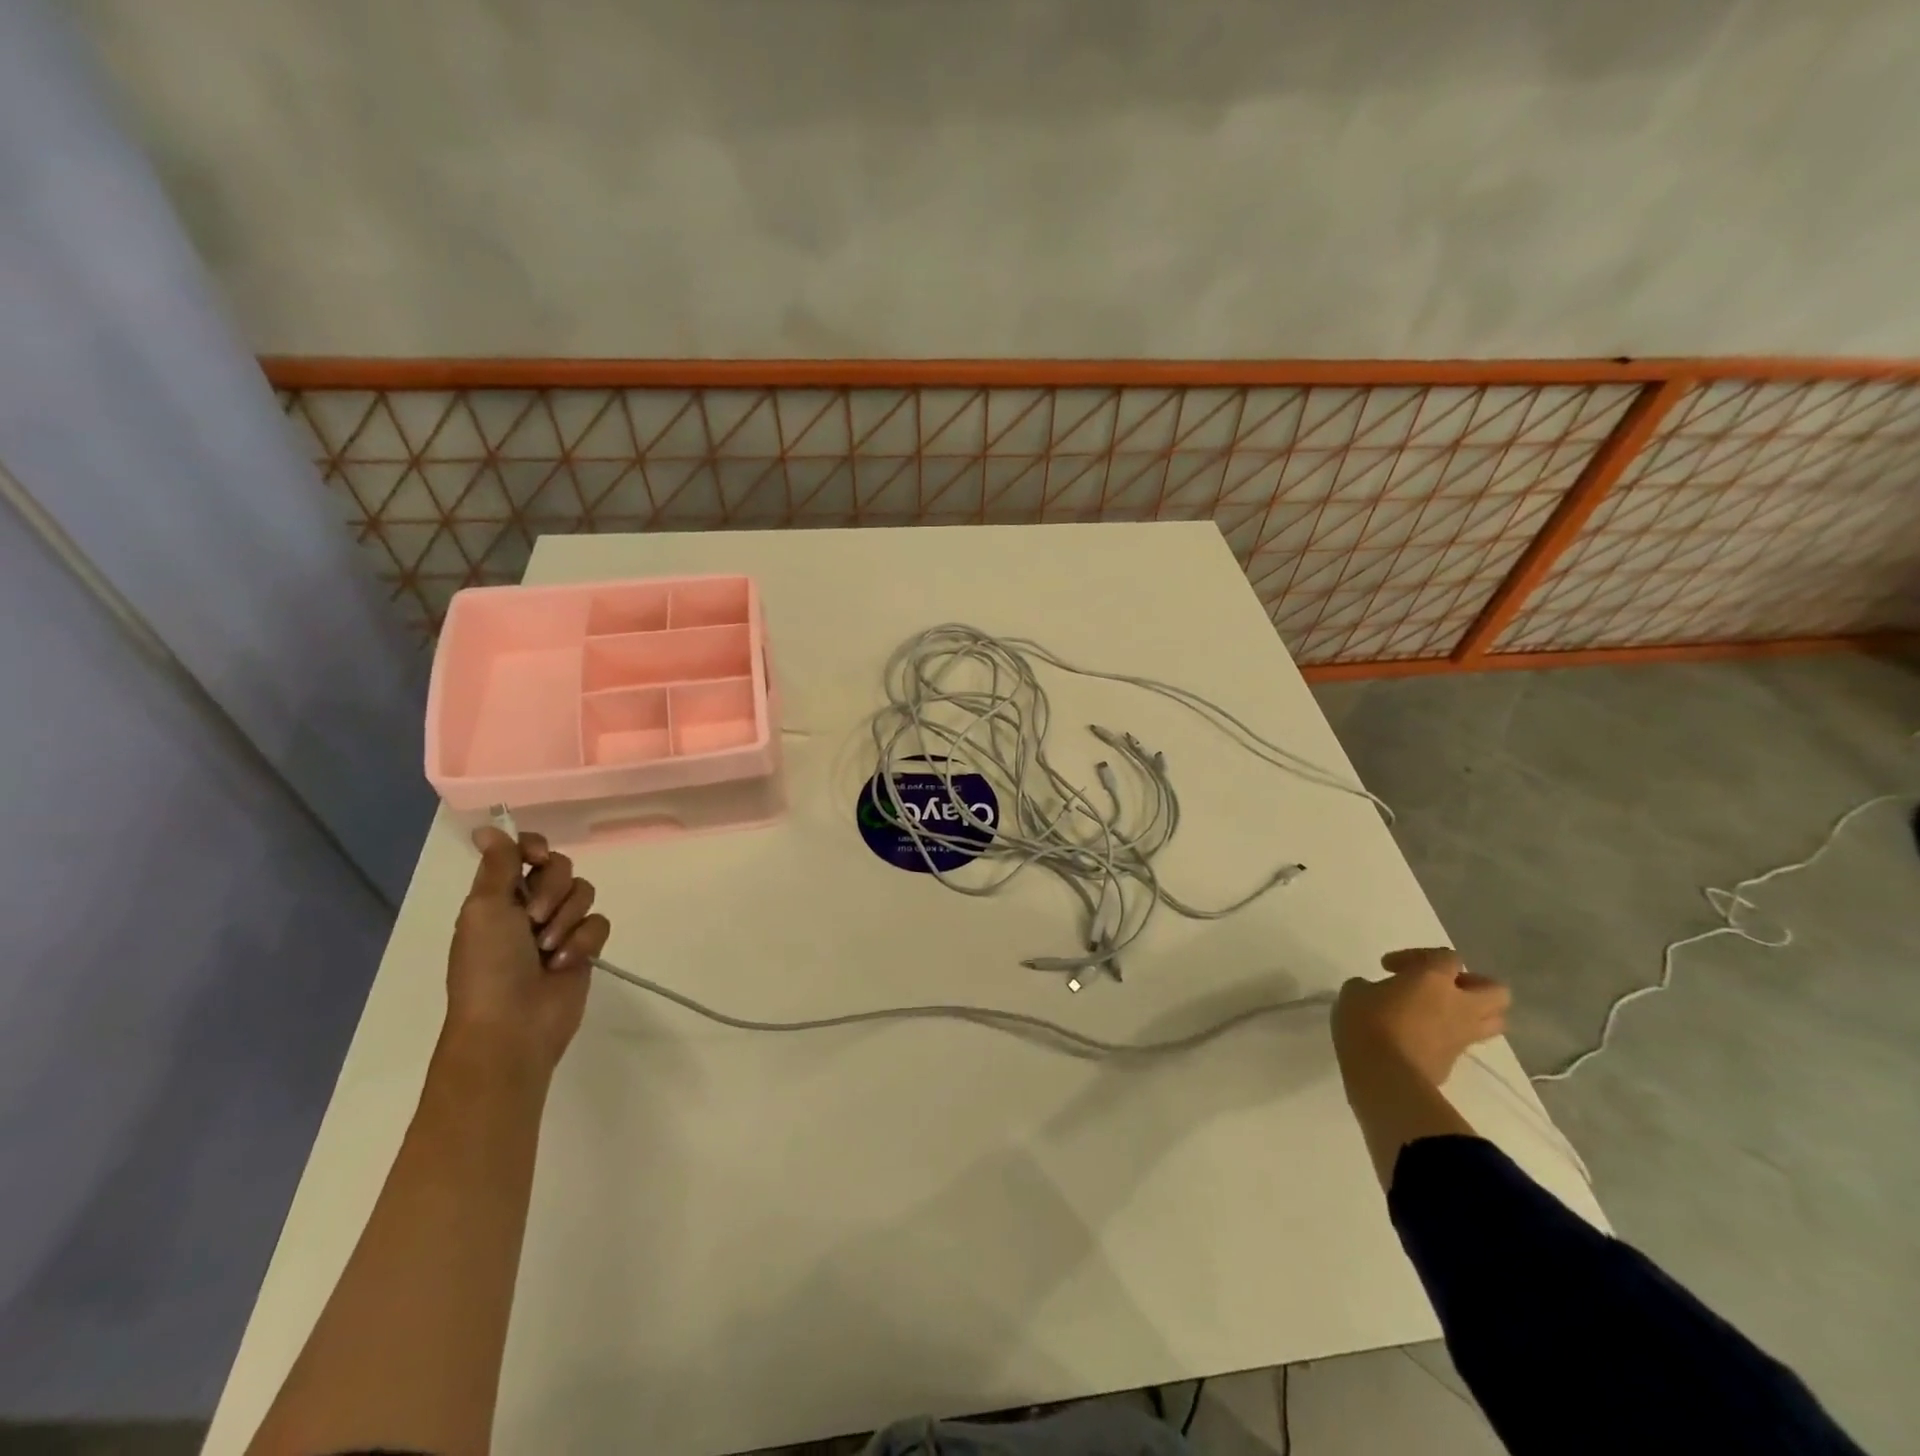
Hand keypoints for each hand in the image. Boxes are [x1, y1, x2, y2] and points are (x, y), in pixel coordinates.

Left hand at [445, 827, 611, 1076]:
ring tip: (548, 949)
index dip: (536, 848)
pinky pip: (599, 923)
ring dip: (566, 919)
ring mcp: (560, 927)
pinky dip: (583, 941)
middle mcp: (530, 906)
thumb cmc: (489, 967)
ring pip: (584, 893)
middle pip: (561, 868)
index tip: (538, 856)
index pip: (526, 851)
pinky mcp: (585, 947)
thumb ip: (497, 866)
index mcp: (499, 896)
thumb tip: (487, 828)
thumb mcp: (485, 910)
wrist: (513, 1025)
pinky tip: (565, 963)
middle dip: (552, 890)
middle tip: (534, 918)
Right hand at [1332, 947, 1510, 1085]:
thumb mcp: (1355, 993)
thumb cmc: (1368, 1023)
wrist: (1384, 1076)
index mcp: (1434, 979)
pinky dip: (1448, 1037)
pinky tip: (1419, 1037)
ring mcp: (1462, 1037)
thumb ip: (1371, 986)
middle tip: (1441, 987)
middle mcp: (1459, 1005)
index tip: (1388, 968)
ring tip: (1441, 1013)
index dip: (1419, 957)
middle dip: (1473, 985)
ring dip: (1473, 1013)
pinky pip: (1463, 1044)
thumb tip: (1376, 993)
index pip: (1447, 956)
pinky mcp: (1455, 1063)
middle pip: (1495, 990)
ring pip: (1493, 1022)